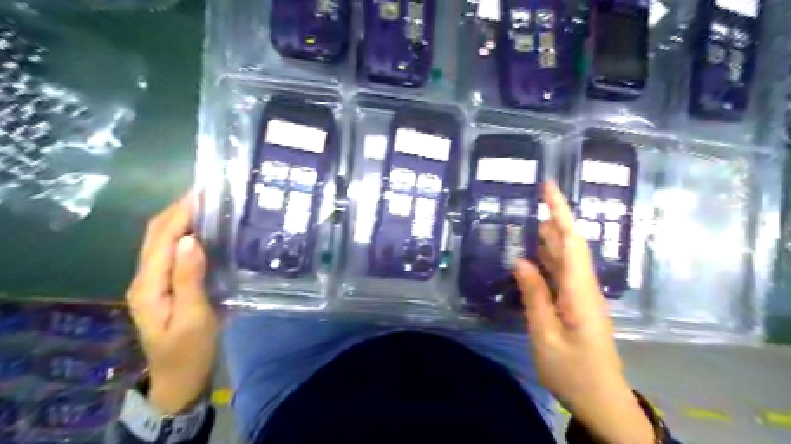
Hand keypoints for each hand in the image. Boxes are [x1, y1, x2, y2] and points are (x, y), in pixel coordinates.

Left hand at [127, 193, 217, 413]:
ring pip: (164, 240)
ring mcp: (155, 281)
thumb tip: (191, 239)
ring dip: (183, 219)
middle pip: (157, 233)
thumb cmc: (191, 350)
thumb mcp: (194, 317)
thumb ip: (189, 278)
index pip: (163, 237)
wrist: (181, 378)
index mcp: (150, 284)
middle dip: (180, 208)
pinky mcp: (168, 285)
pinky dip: (187, 235)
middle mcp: (146, 277)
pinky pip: (174, 252)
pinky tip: (207, 231)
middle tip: (210, 192)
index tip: (205, 191)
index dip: (182, 211)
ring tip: (210, 204)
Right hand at [513, 182, 655, 442]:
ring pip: (565, 258)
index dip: (559, 211)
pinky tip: (532, 256)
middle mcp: (583, 287)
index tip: (547, 187)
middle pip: (569, 244)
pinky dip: (546, 260)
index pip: (570, 241)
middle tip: (531, 199)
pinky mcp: (575, 305)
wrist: (602, 401)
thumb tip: (521, 261)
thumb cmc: (573, 372)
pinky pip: (560, 274)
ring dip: (549, 237)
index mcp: (579, 291)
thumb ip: (535, 296)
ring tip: (529, 219)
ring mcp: (581, 296)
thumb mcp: (546, 336)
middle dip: (553, 218)